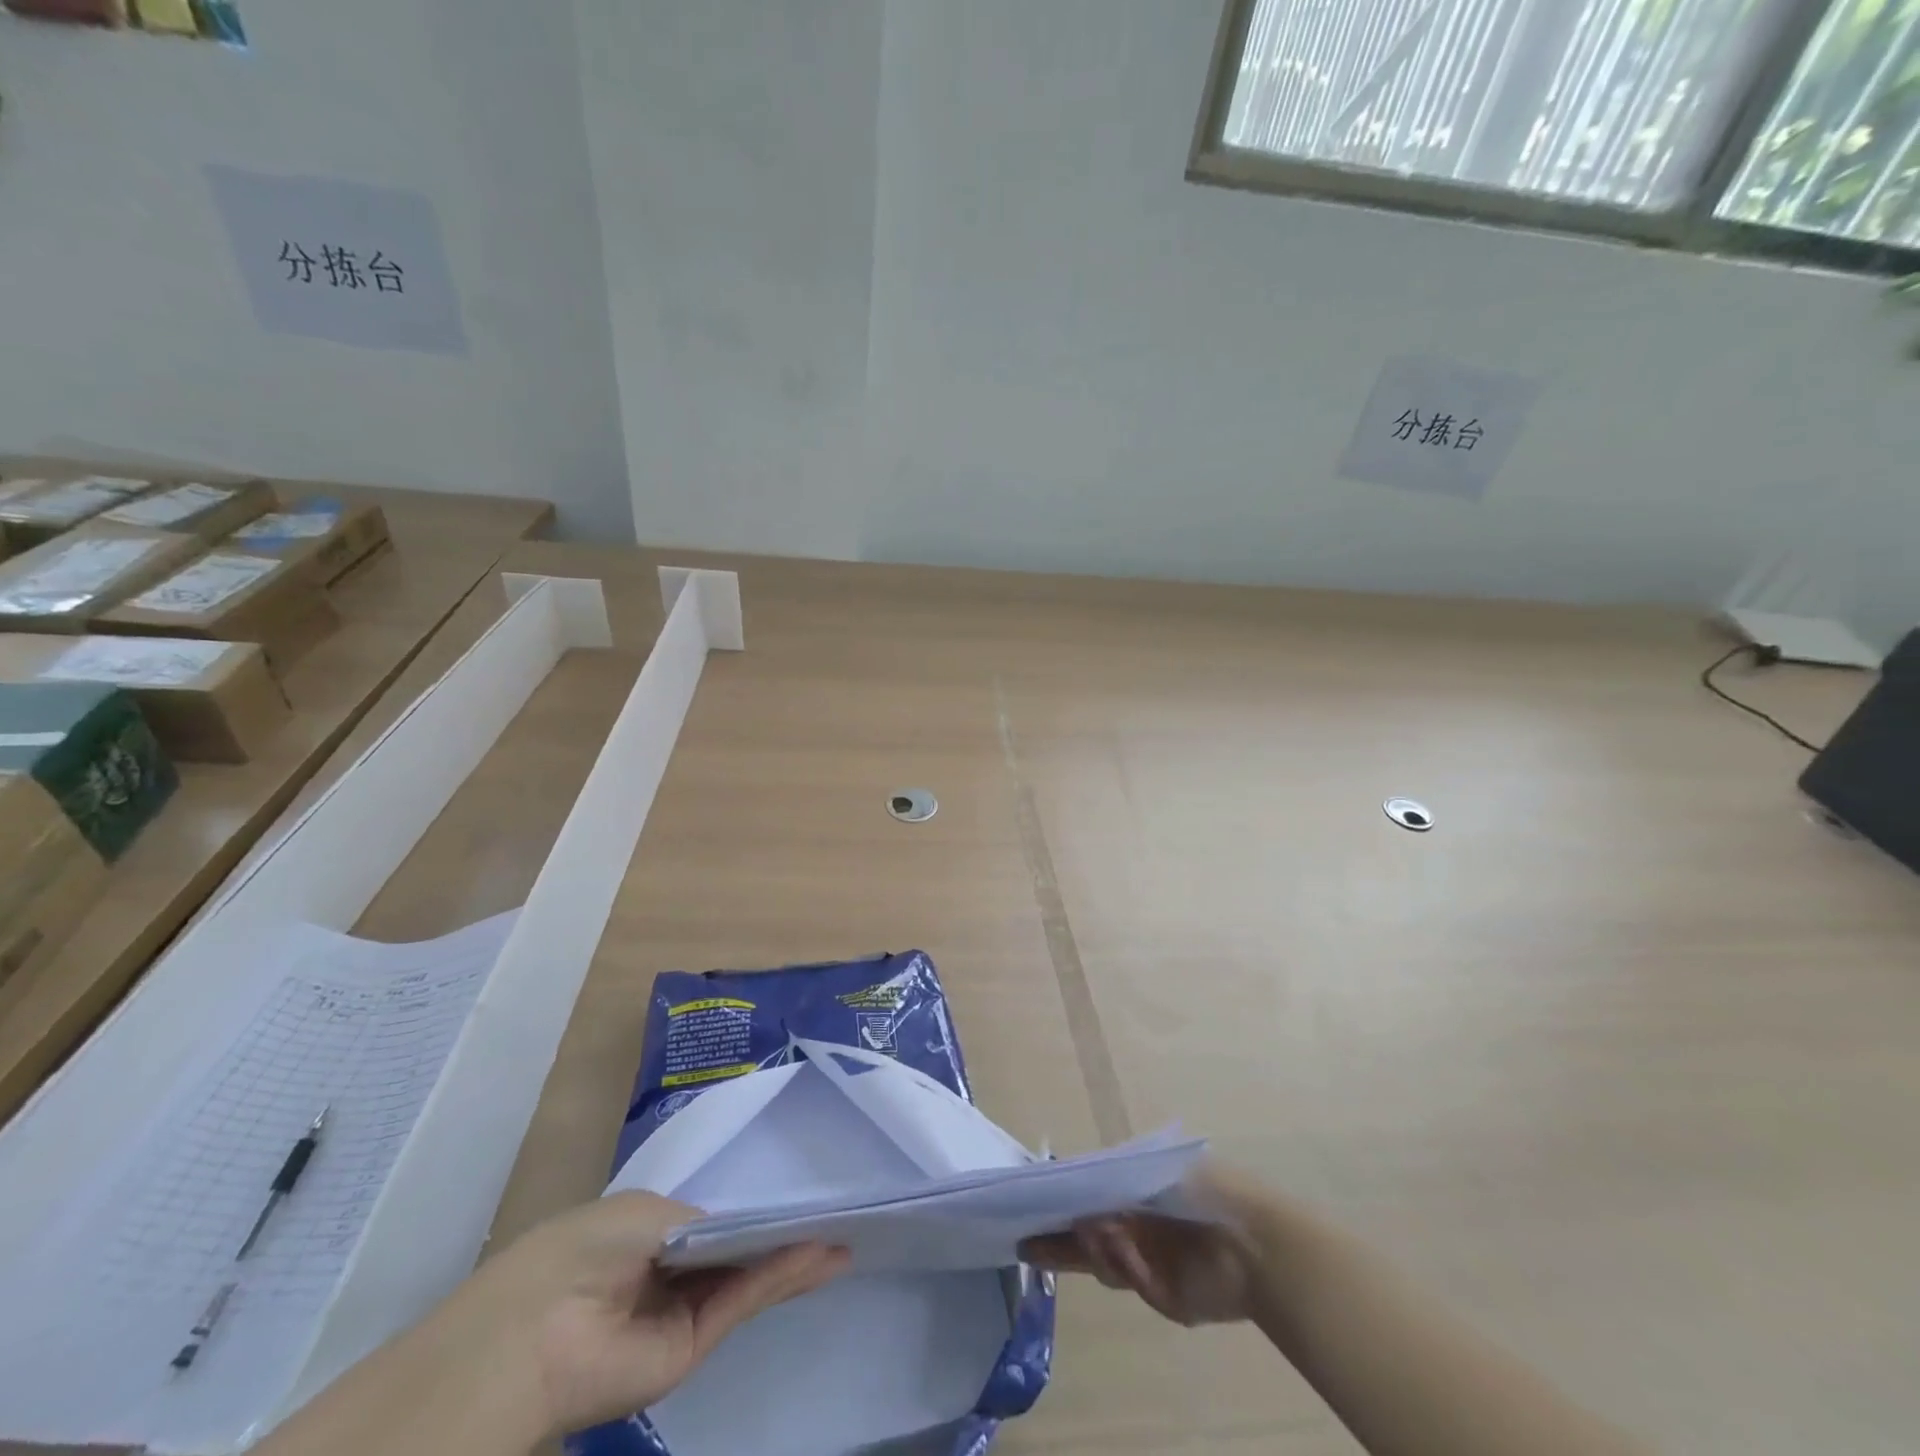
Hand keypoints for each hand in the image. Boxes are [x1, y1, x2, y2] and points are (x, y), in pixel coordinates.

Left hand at [430, 1191, 849, 1437]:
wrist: (535, 1333)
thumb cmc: (583, 1249)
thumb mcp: (646, 1213)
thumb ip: (701, 1221)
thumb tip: (740, 1230)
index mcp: (649, 1233)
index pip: (713, 1218)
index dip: (753, 1206)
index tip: (798, 1190)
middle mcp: (669, 1271)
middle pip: (738, 1248)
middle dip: (783, 1231)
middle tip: (833, 1214)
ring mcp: (681, 1311)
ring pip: (748, 1277)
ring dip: (794, 1257)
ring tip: (843, 1239)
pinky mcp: (691, 1346)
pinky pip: (742, 1302)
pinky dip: (780, 1277)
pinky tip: (818, 1257)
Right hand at [1022, 1166, 1265, 1326]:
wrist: (1252, 1241)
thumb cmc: (1201, 1189)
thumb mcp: (1149, 1168)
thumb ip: (1106, 1177)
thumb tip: (1066, 1179)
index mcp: (1135, 1190)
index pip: (1087, 1195)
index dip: (1059, 1201)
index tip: (1028, 1203)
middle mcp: (1136, 1224)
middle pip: (1085, 1235)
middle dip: (1054, 1238)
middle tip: (1023, 1240)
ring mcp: (1147, 1260)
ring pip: (1101, 1261)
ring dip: (1093, 1247)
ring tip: (1096, 1231)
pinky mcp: (1160, 1295)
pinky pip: (1128, 1280)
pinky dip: (1123, 1264)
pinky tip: (1126, 1248)